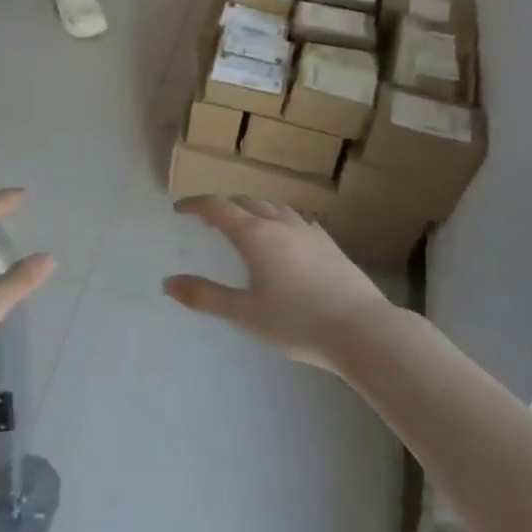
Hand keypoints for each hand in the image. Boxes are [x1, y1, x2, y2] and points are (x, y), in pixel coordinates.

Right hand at [163, 196, 390, 371]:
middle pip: (247, 202)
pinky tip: (284, 238)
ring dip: (253, 210)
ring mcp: (308, 230)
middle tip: (209, 220)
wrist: (362, 330)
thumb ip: (205, 296)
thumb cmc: (297, 322)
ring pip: (274, 207)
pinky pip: (296, 219)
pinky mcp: (329, 243)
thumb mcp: (244, 313)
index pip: (218, 207)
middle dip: (224, 206)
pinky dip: (278, 220)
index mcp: (255, 235)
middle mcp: (280, 223)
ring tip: (245, 225)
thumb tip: (168, 283)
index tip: (179, 209)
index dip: (196, 205)